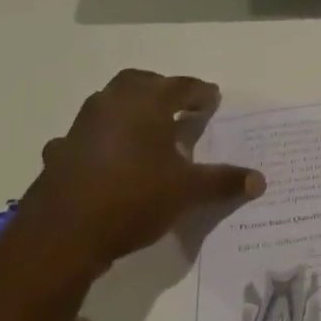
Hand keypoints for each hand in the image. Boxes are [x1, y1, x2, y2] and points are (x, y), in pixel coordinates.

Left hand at [12, 69, 263, 276]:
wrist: (62, 236)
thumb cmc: (134, 198)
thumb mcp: (188, 191)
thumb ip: (223, 181)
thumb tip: (260, 181)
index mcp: (145, 104)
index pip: (180, 86)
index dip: (200, 93)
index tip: (213, 99)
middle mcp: (110, 106)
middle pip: (139, 84)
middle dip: (162, 91)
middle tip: (181, 107)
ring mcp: (80, 129)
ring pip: (109, 106)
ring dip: (131, 113)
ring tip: (151, 134)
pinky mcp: (60, 154)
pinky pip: (88, 137)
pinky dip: (104, 142)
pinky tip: (111, 162)